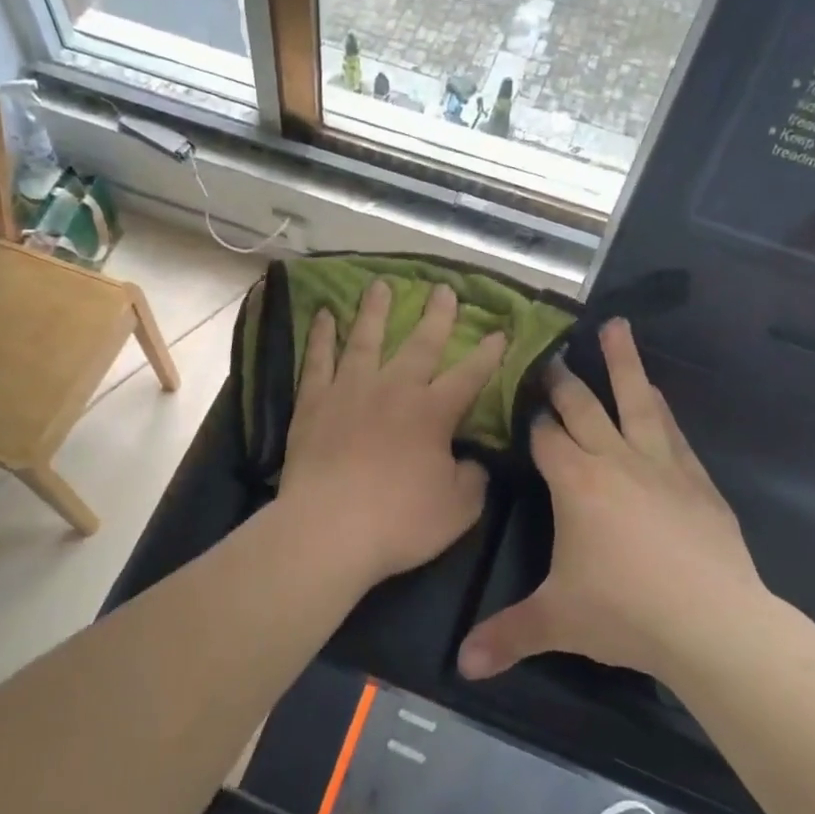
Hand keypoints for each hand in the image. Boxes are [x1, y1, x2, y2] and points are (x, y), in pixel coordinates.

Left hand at [276, 280, 506, 586]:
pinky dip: (322, 336)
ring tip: (380, 284)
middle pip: (419, 344)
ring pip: (365, 339)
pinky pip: (318, 360)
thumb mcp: (458, 508)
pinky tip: (325, 315)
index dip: (488, 354)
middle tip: (443, 289)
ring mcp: (349, 391)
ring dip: (375, 310)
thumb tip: (473, 460)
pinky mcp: (313, 402)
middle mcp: (393, 389)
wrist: (329, 529)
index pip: (469, 375)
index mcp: (432, 412)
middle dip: (436, 316)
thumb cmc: (399, 521)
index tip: (501, 332)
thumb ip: (472, 478)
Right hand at [457, 318, 767, 682]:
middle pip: (584, 406)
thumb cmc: (625, 612)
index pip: (545, 435)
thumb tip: (460, 667)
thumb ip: (506, 636)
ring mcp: (662, 465)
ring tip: (617, 327)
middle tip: (550, 352)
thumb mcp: (556, 621)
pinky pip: (672, 432)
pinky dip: (661, 409)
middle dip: (563, 379)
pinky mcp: (697, 481)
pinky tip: (659, 398)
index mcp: (575, 482)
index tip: (516, 394)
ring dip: (624, 364)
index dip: (529, 416)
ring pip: (637, 401)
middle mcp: (615, 460)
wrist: (714, 624)